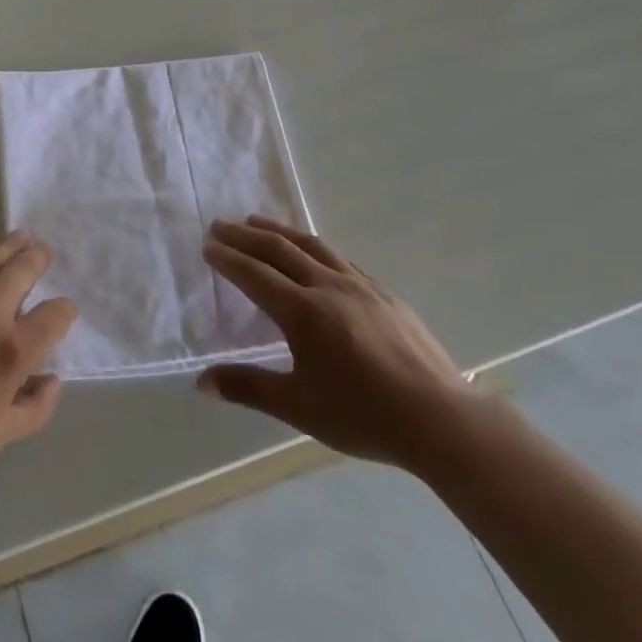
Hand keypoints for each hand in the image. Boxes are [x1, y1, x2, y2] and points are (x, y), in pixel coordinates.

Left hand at [0, 232, 76, 485]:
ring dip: (10, 246)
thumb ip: (36, 408)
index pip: (55, 315)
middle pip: (24, 270)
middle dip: (39, 259)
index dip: (64, 311)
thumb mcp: (0, 435)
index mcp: (13, 350)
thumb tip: (52, 379)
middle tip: (43, 252)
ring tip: (21, 237)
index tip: (62, 314)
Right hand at [199, 217, 474, 471]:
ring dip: (278, 230)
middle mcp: (327, 287)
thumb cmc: (364, 416)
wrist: (441, 420)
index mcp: (303, 312)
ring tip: (256, 221)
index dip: (228, 258)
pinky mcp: (383, 292)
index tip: (207, 245)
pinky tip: (312, 251)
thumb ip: (248, 388)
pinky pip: (339, 257)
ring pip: (310, 245)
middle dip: (244, 235)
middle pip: (278, 250)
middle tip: (219, 225)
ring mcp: (359, 285)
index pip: (254, 275)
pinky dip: (313, 246)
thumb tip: (201, 382)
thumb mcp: (299, 407)